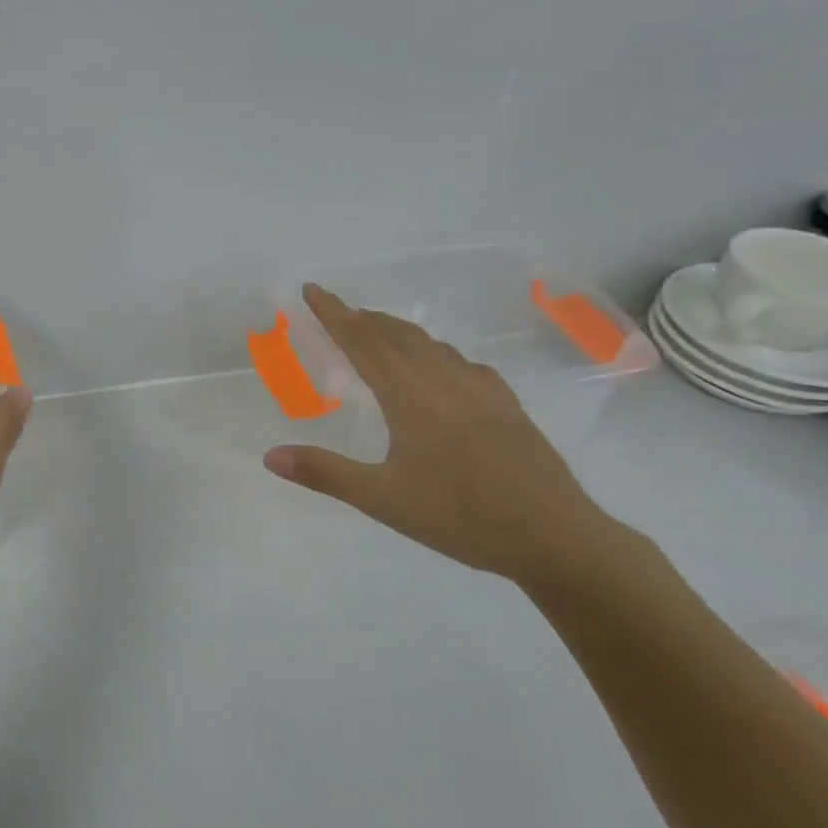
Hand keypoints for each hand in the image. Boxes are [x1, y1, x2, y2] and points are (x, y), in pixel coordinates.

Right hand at [263, 283, 614, 584]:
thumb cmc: (463, 518)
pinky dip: (435, 353)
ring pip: (431, 346)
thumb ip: (325, 473)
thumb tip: (269, 455)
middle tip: (337, 312)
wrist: (557, 538)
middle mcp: (445, 382)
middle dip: (363, 318)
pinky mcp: (508, 406)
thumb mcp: (384, 500)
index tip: (312, 289)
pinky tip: (442, 370)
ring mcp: (482, 391)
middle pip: (397, 335)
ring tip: (379, 335)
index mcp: (411, 398)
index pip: (364, 342)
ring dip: (397, 332)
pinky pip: (462, 363)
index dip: (334, 314)